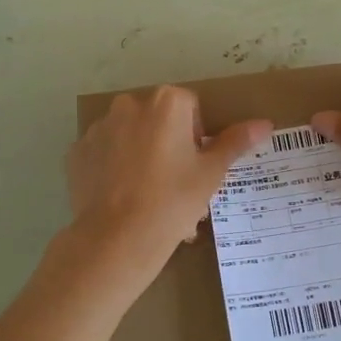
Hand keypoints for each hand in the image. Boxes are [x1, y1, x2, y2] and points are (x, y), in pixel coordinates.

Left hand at [67, 87, 270, 279]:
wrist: (117, 238)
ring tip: (147, 195)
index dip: (197, 135)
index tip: (195, 166)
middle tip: (175, 183)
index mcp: (166, 102)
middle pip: (157, 119)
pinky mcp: (76, 152)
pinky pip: (103, 154)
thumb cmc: (173, 201)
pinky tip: (122, 197)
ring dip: (140, 154)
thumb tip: (265, 123)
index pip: (190, 107)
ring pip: (129, 135)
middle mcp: (128, 104)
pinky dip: (113, 168)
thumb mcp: (211, 173)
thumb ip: (235, 142)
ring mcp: (98, 128)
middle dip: (168, 143)